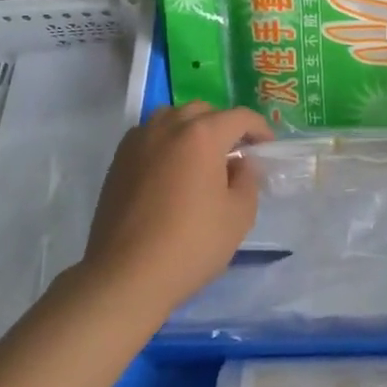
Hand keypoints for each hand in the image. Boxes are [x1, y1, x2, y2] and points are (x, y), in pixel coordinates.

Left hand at [80, 103, 271, 319]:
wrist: (127, 275)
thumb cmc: (191, 244)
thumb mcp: (239, 215)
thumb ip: (247, 179)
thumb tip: (241, 162)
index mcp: (201, 135)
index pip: (239, 117)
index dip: (259, 129)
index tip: (267, 147)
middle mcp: (168, 127)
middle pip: (203, 111)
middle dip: (224, 126)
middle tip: (235, 154)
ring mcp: (139, 141)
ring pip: (172, 118)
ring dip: (192, 130)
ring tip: (201, 159)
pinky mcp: (118, 160)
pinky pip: (150, 136)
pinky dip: (167, 143)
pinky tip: (171, 172)